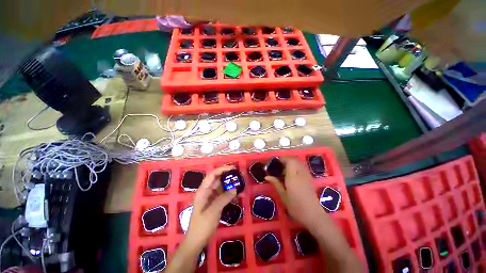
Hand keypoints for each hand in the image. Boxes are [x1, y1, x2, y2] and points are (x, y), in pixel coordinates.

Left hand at [186, 165, 236, 247]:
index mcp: (203, 191)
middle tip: (239, 175)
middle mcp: (207, 191)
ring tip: (240, 183)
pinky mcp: (215, 203)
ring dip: (230, 184)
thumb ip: (224, 198)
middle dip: (228, 176)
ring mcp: (211, 197)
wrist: (196, 241)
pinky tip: (237, 194)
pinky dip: (230, 193)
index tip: (233, 168)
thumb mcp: (213, 211)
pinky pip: (223, 194)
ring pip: (221, 186)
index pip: (212, 175)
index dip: (222, 169)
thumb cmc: (202, 226)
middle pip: (218, 179)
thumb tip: (235, 188)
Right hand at [265, 157, 324, 229]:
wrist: (313, 215)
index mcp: (293, 176)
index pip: (289, 161)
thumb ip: (275, 183)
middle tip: (279, 167)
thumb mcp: (283, 195)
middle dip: (286, 160)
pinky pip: (302, 167)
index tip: (275, 163)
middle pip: (294, 160)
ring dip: (291, 163)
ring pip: (299, 163)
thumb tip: (266, 176)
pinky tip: (292, 175)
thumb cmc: (295, 206)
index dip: (282, 159)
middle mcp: (301, 173)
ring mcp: (307, 175)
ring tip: (284, 171)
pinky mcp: (310, 178)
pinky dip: (296, 167)